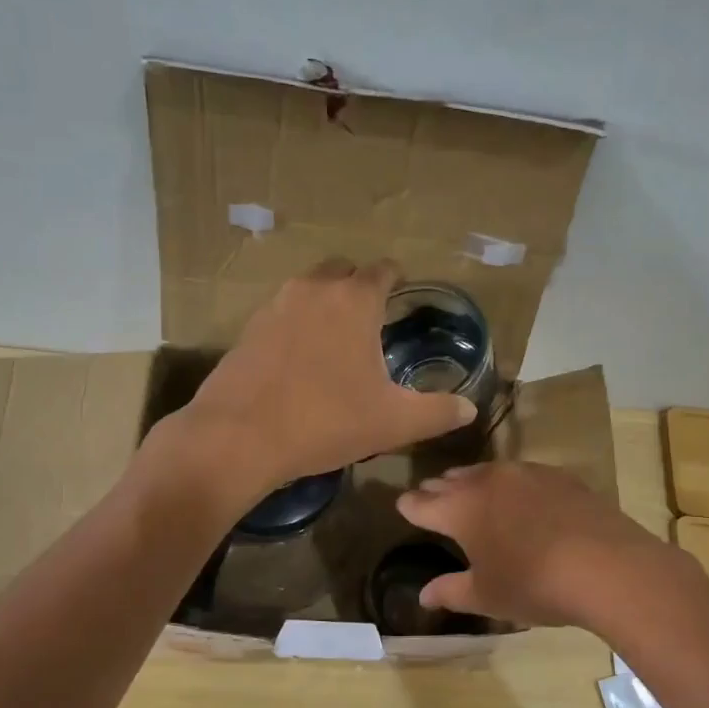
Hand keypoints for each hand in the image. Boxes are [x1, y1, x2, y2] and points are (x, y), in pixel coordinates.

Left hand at [174, 259, 475, 500]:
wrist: (239, 436)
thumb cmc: (326, 421)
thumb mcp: (393, 423)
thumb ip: (438, 412)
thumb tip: (469, 409)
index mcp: (354, 300)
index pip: (383, 270)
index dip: (397, 279)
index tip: (403, 293)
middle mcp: (313, 289)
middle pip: (343, 271)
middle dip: (359, 286)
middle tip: (372, 319)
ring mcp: (274, 305)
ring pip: (308, 289)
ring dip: (325, 303)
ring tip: (337, 339)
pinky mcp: (247, 329)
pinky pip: (282, 313)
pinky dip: (297, 324)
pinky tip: (300, 360)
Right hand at [395, 460, 688, 627]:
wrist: (607, 566)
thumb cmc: (533, 584)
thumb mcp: (486, 596)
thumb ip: (450, 591)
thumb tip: (422, 596)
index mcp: (460, 509)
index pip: (422, 504)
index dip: (409, 506)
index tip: (402, 505)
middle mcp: (487, 482)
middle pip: (452, 480)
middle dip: (438, 489)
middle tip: (430, 494)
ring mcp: (525, 474)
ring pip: (486, 472)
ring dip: (472, 481)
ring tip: (468, 488)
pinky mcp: (559, 476)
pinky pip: (521, 474)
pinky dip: (510, 484)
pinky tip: (519, 496)